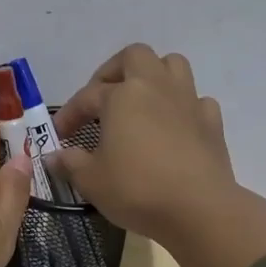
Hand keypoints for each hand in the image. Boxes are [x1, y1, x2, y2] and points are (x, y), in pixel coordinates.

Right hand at [52, 45, 265, 266]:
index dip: (69, 114)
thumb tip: (53, 156)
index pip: (87, 96)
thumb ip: (69, 163)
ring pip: (172, 66)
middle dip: (114, 71)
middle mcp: (155, 87)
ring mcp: (188, 101)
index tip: (59, 135)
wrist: (199, 210)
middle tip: (102, 98)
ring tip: (139, 102)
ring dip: (153, 76)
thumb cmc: (137, 189)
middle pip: (135, 56)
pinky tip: (174, 128)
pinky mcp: (212, 122)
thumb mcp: (91, 180)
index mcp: (122, 96)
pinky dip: (183, 107)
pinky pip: (196, 100)